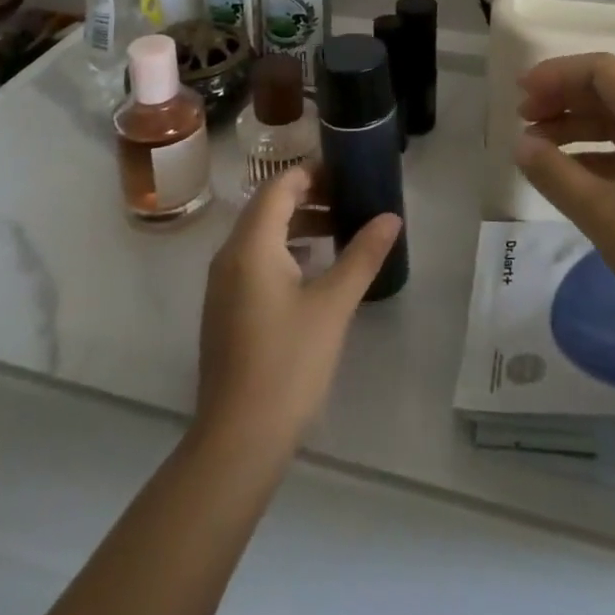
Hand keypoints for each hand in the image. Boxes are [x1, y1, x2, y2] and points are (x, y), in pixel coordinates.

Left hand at [194, 165, 401, 457]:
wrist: (238, 441)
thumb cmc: (288, 363)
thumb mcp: (333, 305)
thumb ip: (362, 255)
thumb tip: (390, 217)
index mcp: (251, 244)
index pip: (280, 186)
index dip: (313, 173)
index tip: (348, 173)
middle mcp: (230, 255)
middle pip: (269, 206)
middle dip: (310, 197)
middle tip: (351, 201)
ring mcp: (223, 284)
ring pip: (262, 235)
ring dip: (299, 224)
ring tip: (340, 231)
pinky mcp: (226, 309)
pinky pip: (256, 260)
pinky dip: (286, 251)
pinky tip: (315, 271)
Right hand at [515, 53, 614, 367]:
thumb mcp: (601, 213)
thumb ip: (553, 172)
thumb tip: (522, 144)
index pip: (601, 70)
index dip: (556, 74)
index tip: (521, 94)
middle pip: (609, 92)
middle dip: (562, 99)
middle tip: (523, 120)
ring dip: (576, 127)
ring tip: (538, 149)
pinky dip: (596, 153)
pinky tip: (571, 175)